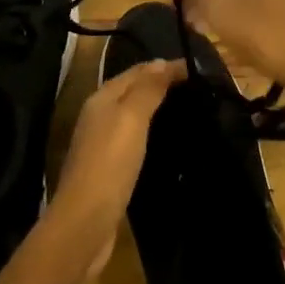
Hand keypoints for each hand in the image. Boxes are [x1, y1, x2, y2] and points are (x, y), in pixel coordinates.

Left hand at [49, 58, 184, 272]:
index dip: (165, 66)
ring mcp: (102, 144)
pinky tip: (168, 141)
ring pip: (133, 116)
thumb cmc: (110, 163)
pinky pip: (134, 140)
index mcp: (102, 99)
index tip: (199, 69)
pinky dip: (152, 133)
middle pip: (133, 91)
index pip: (137, 71)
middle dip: (161, 84)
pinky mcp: (109, 169)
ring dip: (157, 109)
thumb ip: (147, 89)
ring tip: (189, 109)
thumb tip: (162, 61)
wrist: (86, 221)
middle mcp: (99, 116)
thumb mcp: (131, 118)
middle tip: (198, 87)